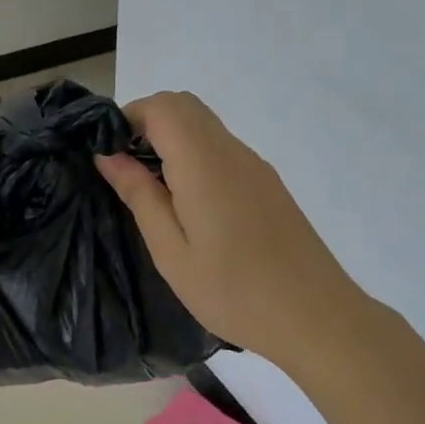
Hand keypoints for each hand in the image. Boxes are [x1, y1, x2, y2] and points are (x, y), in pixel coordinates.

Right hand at [94, 91, 363, 367]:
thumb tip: (108, 155)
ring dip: (171, 137)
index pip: (161, 107)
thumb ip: (139, 195)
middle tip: (125, 168)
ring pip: (204, 124)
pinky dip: (194, 153)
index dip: (127, 117)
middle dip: (146, 122)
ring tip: (152, 188)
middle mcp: (231, 151)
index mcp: (203, 163)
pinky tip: (189, 202)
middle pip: (183, 106)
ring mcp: (254, 165)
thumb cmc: (234, 291)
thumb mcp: (171, 252)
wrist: (317, 318)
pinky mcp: (267, 182)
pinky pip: (222, 147)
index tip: (108, 154)